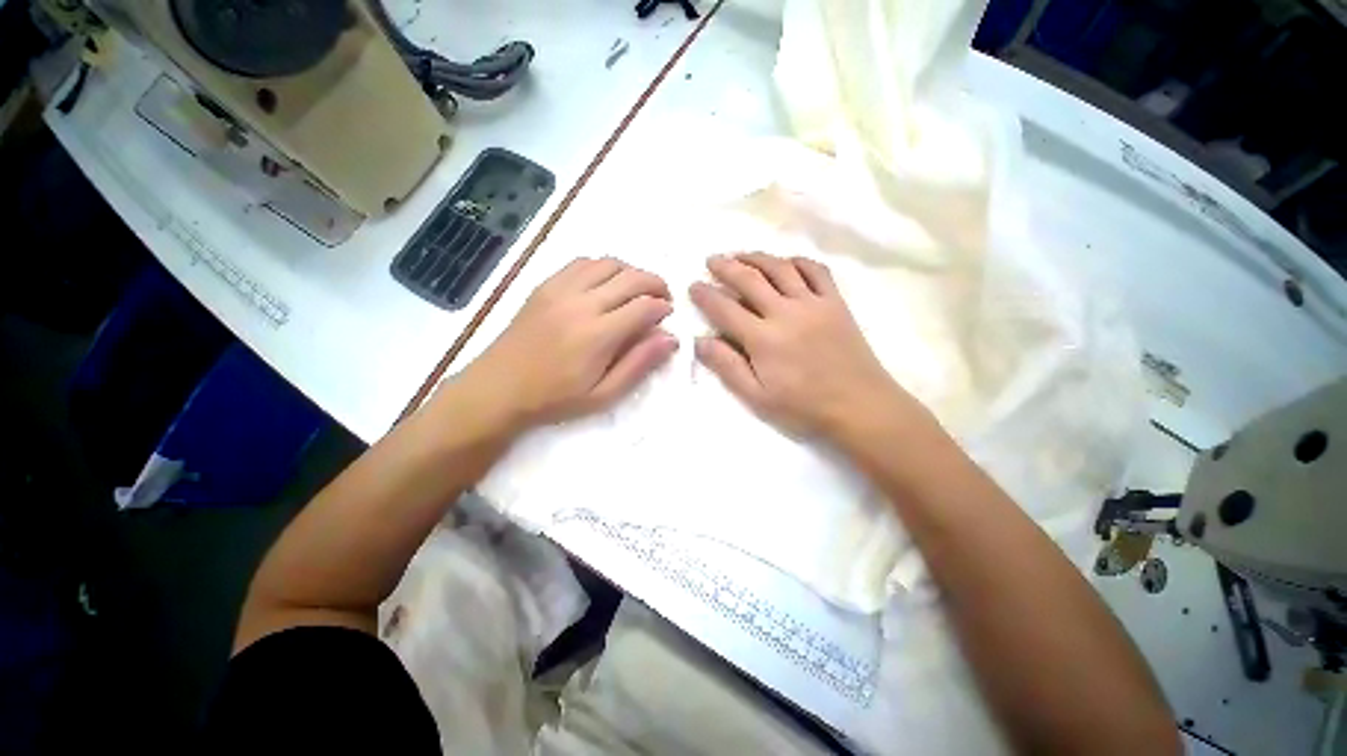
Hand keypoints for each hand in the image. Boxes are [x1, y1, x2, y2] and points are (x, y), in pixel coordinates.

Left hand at [450, 257, 677, 433]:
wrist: (499, 388)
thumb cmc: (555, 398)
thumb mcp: (604, 394)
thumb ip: (639, 364)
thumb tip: (670, 338)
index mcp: (598, 335)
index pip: (644, 306)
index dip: (662, 307)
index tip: (667, 316)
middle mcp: (581, 303)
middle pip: (631, 277)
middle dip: (655, 283)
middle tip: (662, 299)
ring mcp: (560, 290)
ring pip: (608, 263)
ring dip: (631, 272)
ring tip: (637, 291)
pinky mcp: (545, 286)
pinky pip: (582, 263)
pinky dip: (603, 267)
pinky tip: (606, 284)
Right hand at [690, 253, 912, 437]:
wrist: (860, 406)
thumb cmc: (804, 407)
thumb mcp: (757, 397)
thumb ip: (727, 367)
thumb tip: (699, 341)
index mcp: (763, 338)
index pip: (725, 308)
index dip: (705, 295)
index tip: (693, 286)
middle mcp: (785, 312)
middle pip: (749, 279)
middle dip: (726, 266)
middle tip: (711, 260)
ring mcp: (813, 303)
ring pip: (780, 268)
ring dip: (756, 257)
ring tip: (740, 254)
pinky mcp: (835, 302)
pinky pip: (816, 270)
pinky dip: (798, 261)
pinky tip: (786, 262)